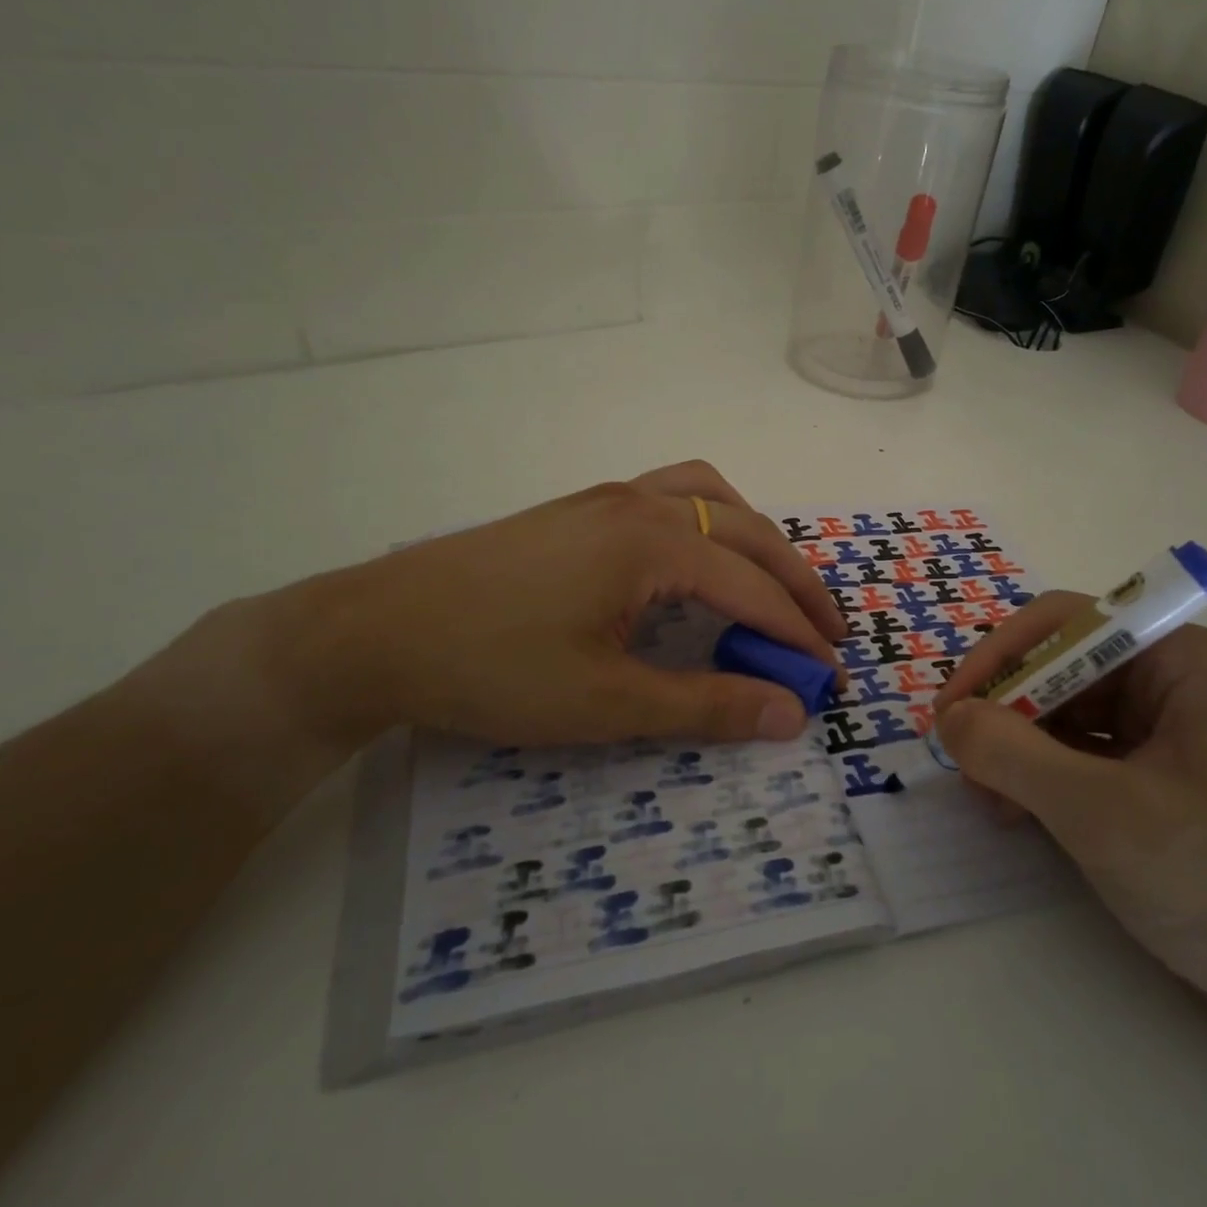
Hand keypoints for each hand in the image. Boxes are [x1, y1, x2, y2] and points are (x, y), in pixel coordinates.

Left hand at [156, 461, 845, 770]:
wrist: (375, 632)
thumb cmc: (492, 669)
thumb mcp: (606, 703)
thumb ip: (705, 705)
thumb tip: (789, 715)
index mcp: (653, 544)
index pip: (753, 588)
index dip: (798, 634)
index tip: (832, 674)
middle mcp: (640, 504)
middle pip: (747, 531)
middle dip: (795, 582)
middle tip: (825, 632)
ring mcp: (607, 497)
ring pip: (711, 496)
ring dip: (755, 538)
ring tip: (772, 584)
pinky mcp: (580, 507)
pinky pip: (671, 492)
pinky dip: (710, 518)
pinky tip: (697, 556)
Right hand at [934, 600, 1206, 1014]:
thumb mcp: (1100, 813)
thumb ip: (1011, 754)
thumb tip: (948, 718)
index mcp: (1181, 658)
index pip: (1064, 623)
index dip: (998, 656)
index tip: (950, 710)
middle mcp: (1174, 677)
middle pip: (1060, 666)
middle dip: (1006, 712)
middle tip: (961, 761)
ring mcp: (1168, 725)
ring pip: (1064, 709)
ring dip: (1017, 747)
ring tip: (990, 800)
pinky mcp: (1158, 770)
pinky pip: (1081, 749)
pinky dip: (1041, 773)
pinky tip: (1017, 811)